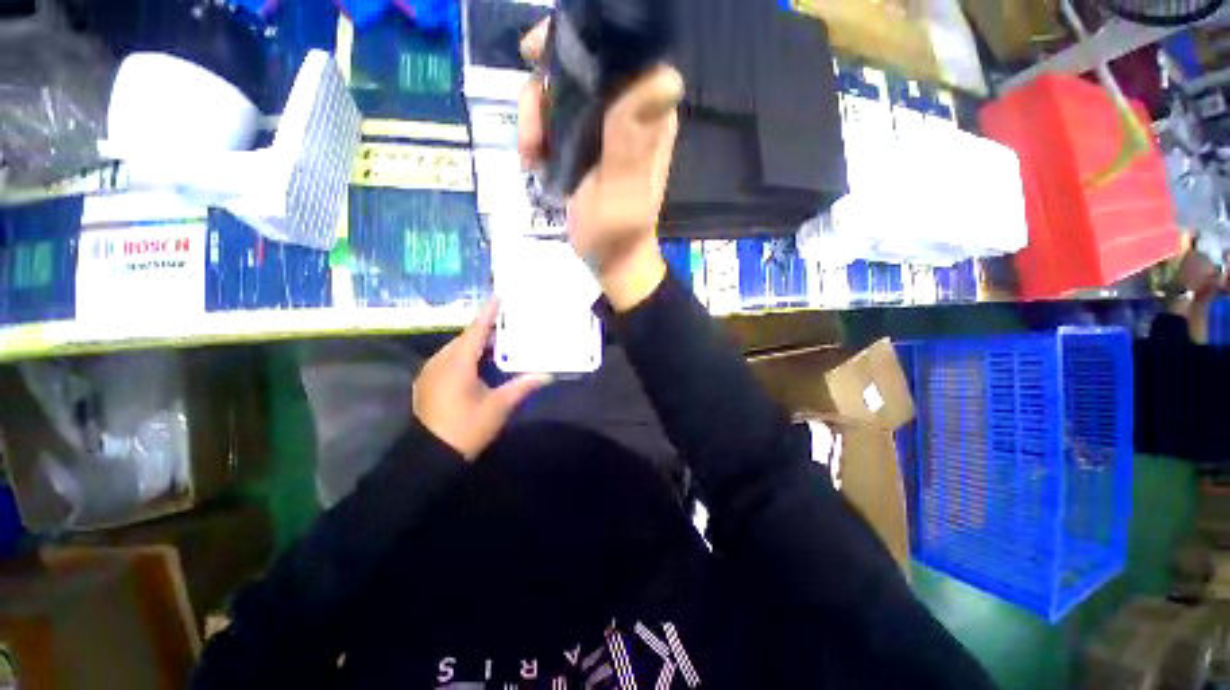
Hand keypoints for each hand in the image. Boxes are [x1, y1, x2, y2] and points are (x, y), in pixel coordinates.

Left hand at [413, 301, 551, 459]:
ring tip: (500, 339)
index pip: (476, 330)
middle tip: (509, 321)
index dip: (489, 313)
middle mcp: (441, 360)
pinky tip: (482, 361)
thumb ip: (522, 387)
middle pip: (466, 336)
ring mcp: (432, 370)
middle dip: (487, 328)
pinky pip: (451, 358)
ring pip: (458, 347)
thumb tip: (547, 375)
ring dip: (478, 342)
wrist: (429, 456)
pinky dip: (467, 354)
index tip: (500, 296)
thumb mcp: (498, 407)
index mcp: (457, 363)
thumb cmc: (466, 428)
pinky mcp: (430, 381)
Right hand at [518, 20, 684, 311]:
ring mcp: (606, 127)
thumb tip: (665, 77)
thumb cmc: (617, 231)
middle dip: (544, 88)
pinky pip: (555, 118)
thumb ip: (632, 137)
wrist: (610, 259)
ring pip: (561, 90)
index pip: (620, 50)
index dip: (578, 38)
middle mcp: (630, 111)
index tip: (536, 54)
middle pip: (581, 65)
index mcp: (648, 115)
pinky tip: (532, 160)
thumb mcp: (621, 187)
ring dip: (535, 116)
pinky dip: (537, 132)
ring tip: (529, 155)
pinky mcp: (587, 143)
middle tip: (530, 131)